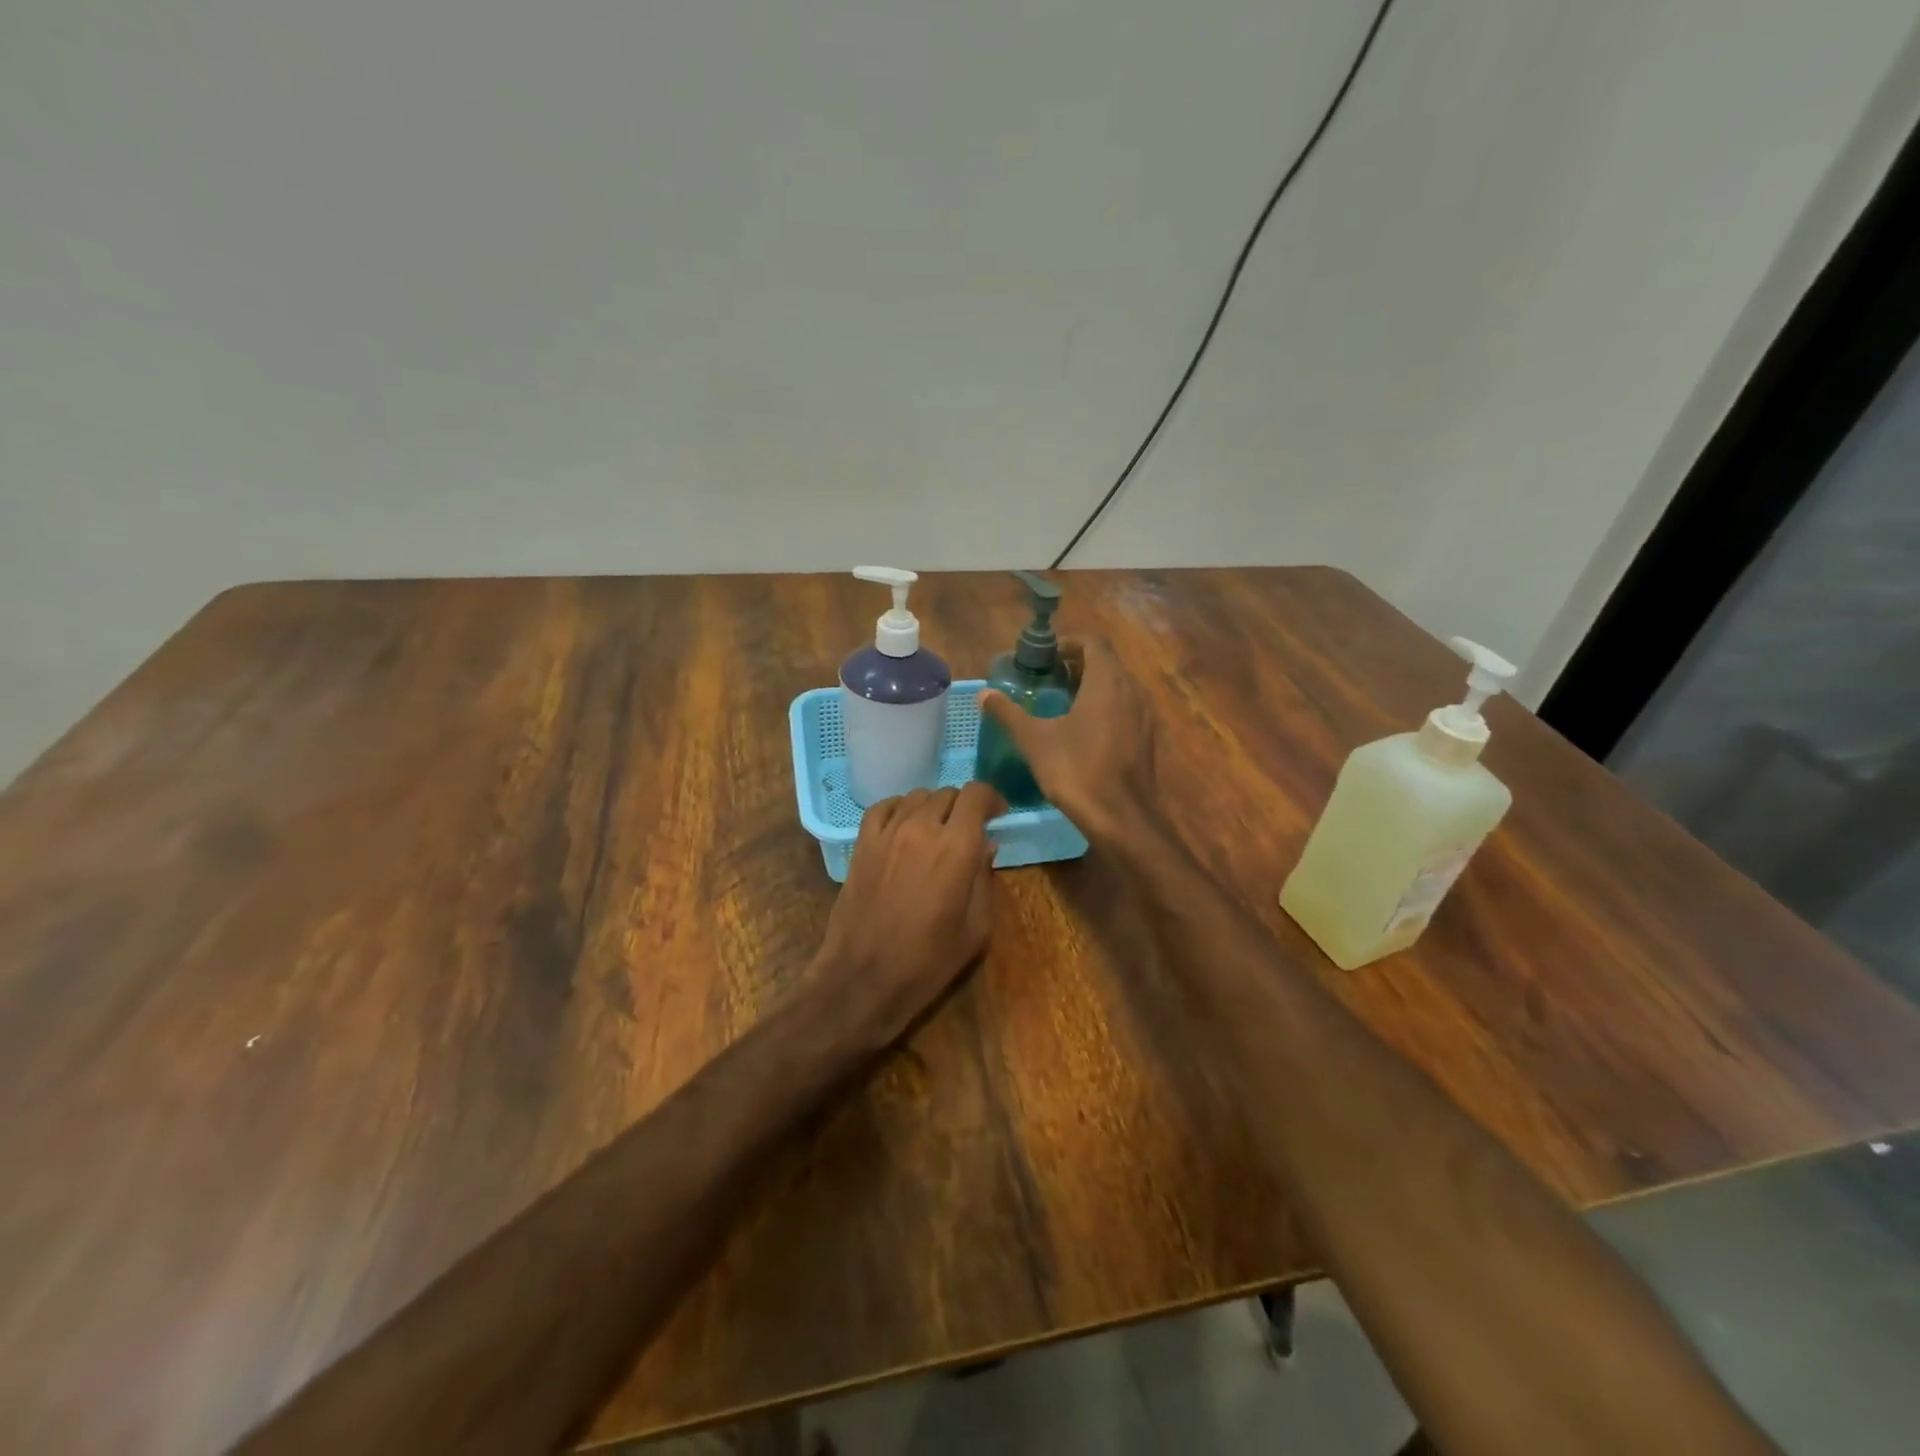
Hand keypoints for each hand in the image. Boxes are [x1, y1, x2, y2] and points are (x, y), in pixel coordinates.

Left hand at [816, 782, 1004, 1046]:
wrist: (864, 977)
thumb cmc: (928, 960)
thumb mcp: (976, 927)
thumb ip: (984, 878)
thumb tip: (986, 846)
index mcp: (957, 846)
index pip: (976, 794)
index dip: (991, 799)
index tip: (997, 816)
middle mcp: (922, 827)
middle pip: (948, 793)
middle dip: (964, 807)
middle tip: (969, 830)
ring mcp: (887, 832)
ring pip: (916, 796)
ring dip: (934, 807)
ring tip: (937, 830)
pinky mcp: (862, 843)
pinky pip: (883, 808)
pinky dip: (899, 808)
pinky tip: (904, 825)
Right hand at [979, 637, 1161, 841]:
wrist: (1122, 818)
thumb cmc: (1077, 771)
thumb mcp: (1035, 740)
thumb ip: (1009, 713)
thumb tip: (983, 693)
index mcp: (1107, 681)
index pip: (1093, 642)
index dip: (1069, 643)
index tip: (1045, 657)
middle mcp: (1131, 690)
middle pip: (1106, 662)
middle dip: (1077, 665)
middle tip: (1048, 679)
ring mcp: (1143, 715)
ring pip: (1117, 686)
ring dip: (1092, 686)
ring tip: (1062, 703)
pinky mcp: (1146, 738)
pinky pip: (1125, 708)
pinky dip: (1104, 707)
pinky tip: (1082, 731)